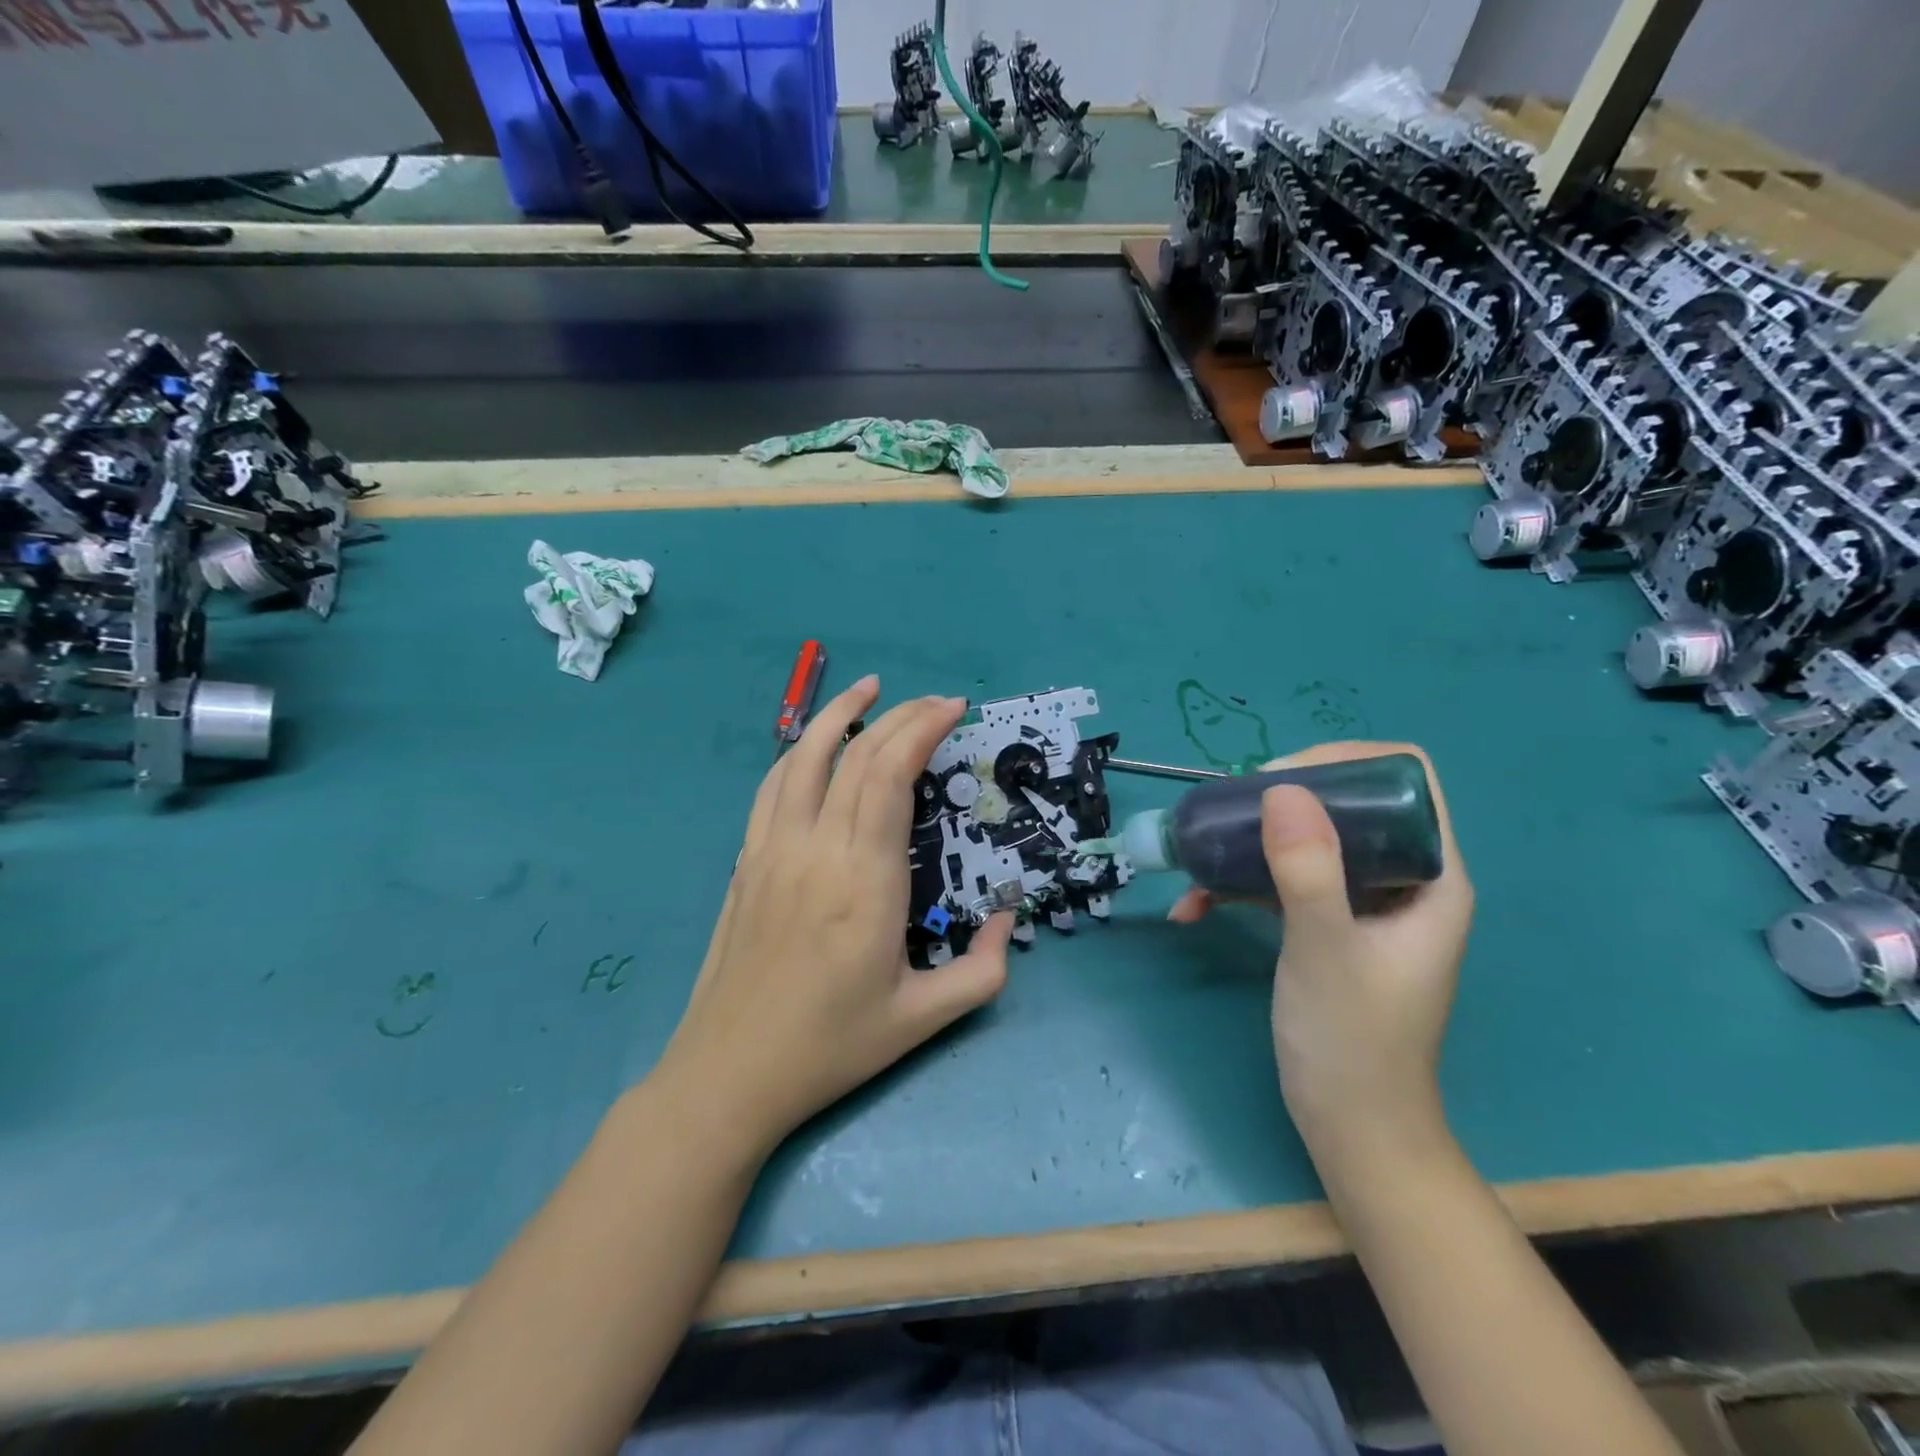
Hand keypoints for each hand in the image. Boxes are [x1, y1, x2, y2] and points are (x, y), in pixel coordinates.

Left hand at [658, 676, 1013, 1158]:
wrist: (730, 1073)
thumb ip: (982, 969)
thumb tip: (1007, 917)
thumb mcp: (924, 1019)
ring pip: (803, 757)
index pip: (889, 775)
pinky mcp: (747, 861)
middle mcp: (815, 849)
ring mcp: (772, 850)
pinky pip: (773, 787)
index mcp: (864, 881)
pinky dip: (799, 751)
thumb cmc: (832, 1045)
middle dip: (900, 716)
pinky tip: (816, 745)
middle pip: (855, 755)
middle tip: (936, 703)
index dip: (921, 729)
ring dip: (838, 714)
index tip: (953, 710)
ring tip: (868, 688)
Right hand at [1169, 742, 1472, 1155]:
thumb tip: (1281, 787)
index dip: (1347, 762)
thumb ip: (1308, 869)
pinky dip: (1240, 888)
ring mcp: (1362, 904)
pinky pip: (1285, 883)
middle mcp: (1401, 879)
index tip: (1280, 779)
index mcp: (1430, 876)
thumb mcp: (1324, 949)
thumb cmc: (1353, 1042)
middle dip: (1282, 800)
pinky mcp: (1327, 926)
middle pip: (1348, 803)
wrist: (1352, 1129)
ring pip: (1310, 840)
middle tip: (1229, 812)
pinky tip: (1193, 909)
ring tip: (1197, 857)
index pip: (1407, 780)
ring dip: (1250, 844)